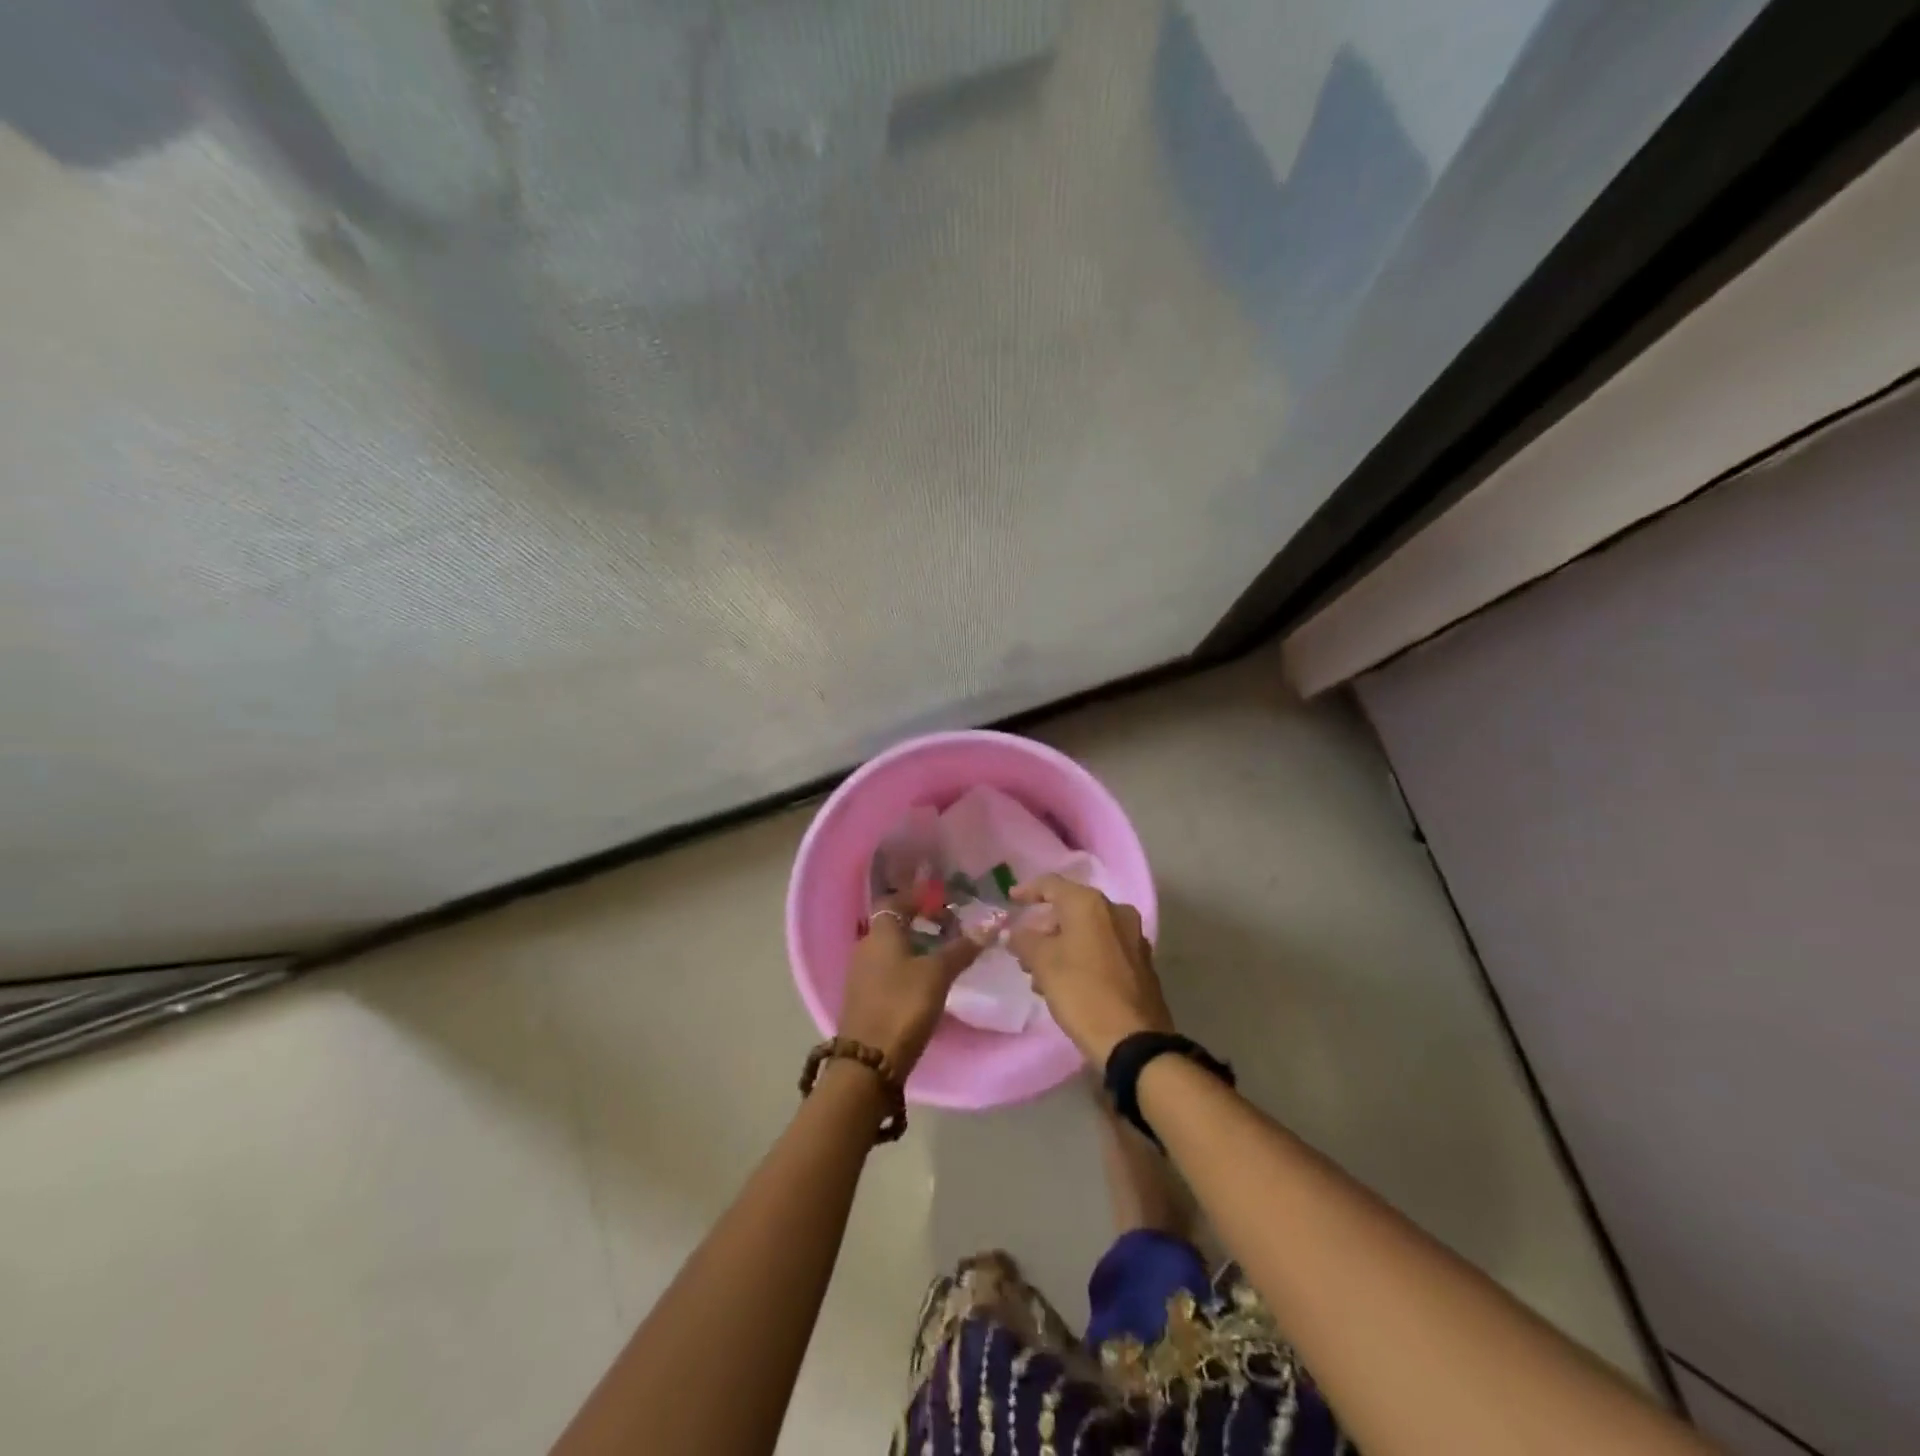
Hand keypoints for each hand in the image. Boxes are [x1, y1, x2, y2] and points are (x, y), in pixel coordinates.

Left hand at [836, 899, 987, 1073]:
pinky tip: (924, 980)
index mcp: (880, 933)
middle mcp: (865, 947)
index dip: (918, 897)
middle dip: (918, 921)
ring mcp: (861, 974)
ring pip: (889, 948)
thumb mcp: (938, 974)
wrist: (869, 1062)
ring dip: (913, 945)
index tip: (942, 899)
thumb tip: (991, 924)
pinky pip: (886, 969)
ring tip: (942, 952)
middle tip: (948, 925)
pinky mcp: (863, 998)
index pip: (896, 900)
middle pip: (892, 924)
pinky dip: (905, 965)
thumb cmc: (903, 1006)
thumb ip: (962, 949)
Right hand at [1008, 876, 1174, 1066]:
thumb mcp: (1043, 964)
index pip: (1052, 884)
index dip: (1028, 891)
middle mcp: (1116, 912)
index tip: (1010, 900)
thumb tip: (1015, 933)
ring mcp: (1133, 937)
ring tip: (1040, 974)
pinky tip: (1066, 983)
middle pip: (1071, 909)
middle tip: (1023, 949)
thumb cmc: (1082, 992)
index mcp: (1090, 904)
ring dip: (1062, 946)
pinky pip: (1103, 949)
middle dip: (1044, 927)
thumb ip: (1024, 940)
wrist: (1133, 1040)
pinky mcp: (1141, 963)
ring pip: (1087, 931)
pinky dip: (1082, 957)